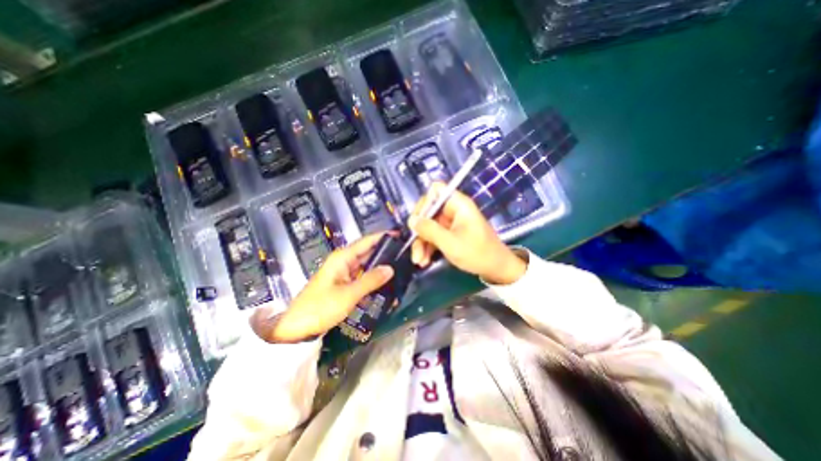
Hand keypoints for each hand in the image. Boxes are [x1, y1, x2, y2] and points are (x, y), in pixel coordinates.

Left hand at [252, 232, 391, 342]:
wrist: (295, 328)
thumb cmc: (320, 308)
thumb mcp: (348, 294)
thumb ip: (371, 280)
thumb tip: (390, 268)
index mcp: (342, 258)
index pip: (366, 241)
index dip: (383, 237)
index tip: (400, 235)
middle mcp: (343, 261)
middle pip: (367, 252)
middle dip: (384, 252)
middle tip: (405, 254)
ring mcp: (343, 273)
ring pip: (365, 265)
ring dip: (380, 266)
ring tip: (400, 266)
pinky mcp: (343, 284)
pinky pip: (362, 277)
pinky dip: (372, 278)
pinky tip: (385, 282)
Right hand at [408, 182, 525, 284]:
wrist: (496, 269)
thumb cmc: (477, 253)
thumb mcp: (450, 243)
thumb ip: (429, 230)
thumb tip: (411, 220)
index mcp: (458, 204)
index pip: (436, 191)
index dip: (424, 203)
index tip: (417, 222)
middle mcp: (453, 210)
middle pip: (428, 212)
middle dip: (419, 231)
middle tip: (415, 249)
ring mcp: (451, 222)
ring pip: (429, 226)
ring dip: (422, 243)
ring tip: (419, 261)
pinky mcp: (450, 233)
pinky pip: (434, 235)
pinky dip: (428, 247)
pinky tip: (424, 261)